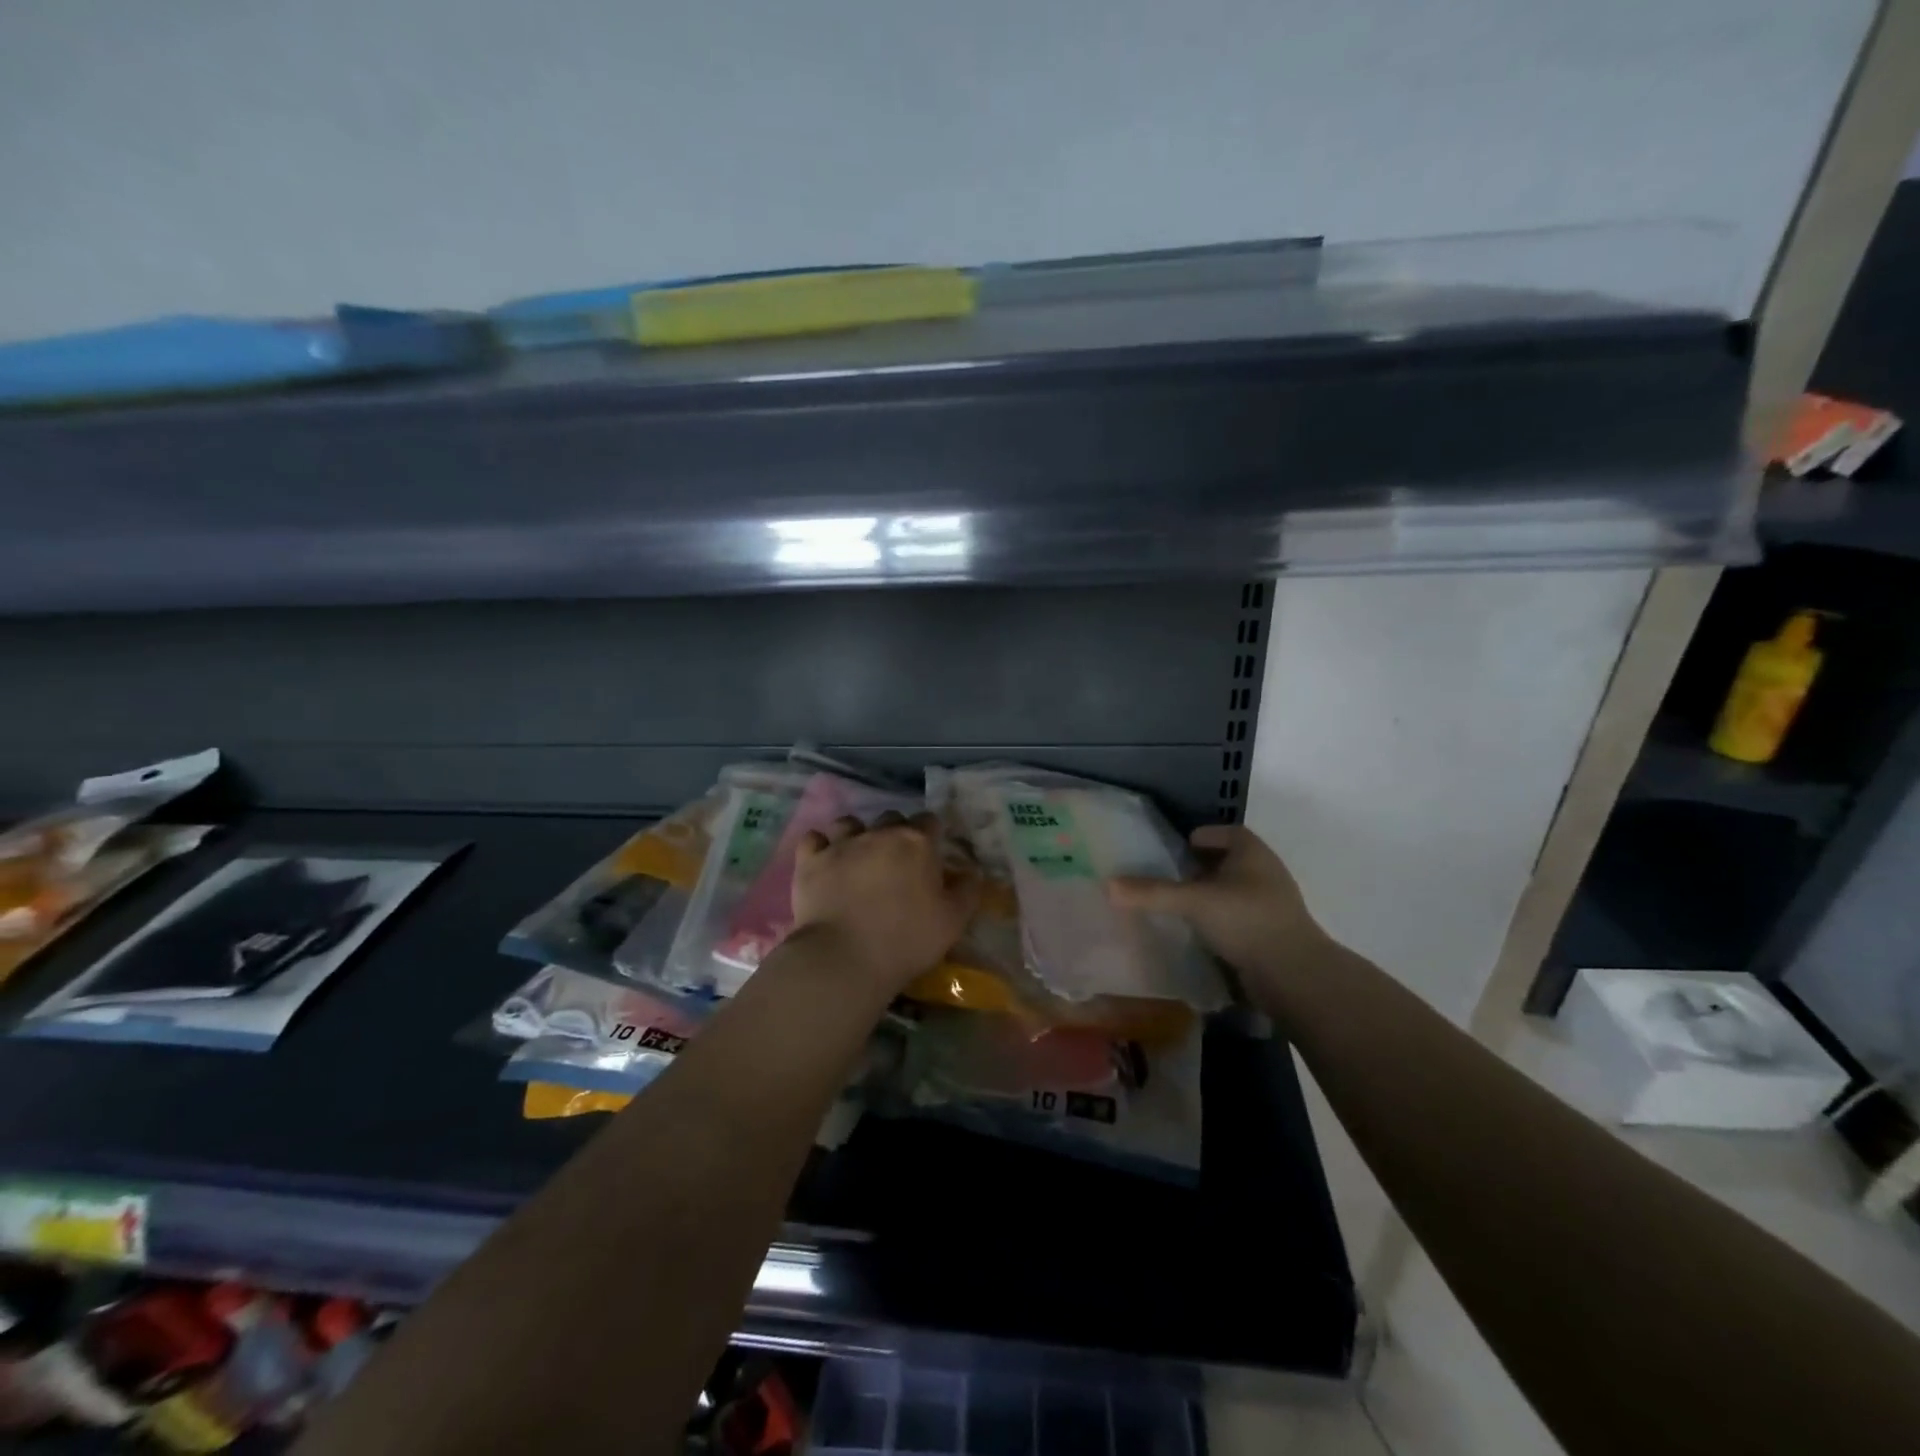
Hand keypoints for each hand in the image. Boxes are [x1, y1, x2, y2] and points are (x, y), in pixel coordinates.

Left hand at [790, 811, 979, 993]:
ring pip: (850, 823)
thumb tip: (971, 871)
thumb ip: (967, 890)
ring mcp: (841, 844)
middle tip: (897, 864)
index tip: (931, 856)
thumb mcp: (953, 921)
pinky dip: (820, 846)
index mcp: (917, 843)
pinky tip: (824, 861)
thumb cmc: (907, 940)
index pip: (929, 821)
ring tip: (858, 859)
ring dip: (857, 835)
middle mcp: (879, 833)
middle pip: (891, 818)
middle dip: (895, 833)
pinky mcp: (810, 861)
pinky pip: (813, 839)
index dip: (932, 836)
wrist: (845, 958)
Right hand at [1108, 824, 1331, 986]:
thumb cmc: (1245, 920)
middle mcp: (1265, 873)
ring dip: (1210, 896)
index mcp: (1253, 853)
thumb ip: (1152, 893)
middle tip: (1171, 875)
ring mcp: (1271, 906)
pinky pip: (1238, 918)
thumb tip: (1107, 885)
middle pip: (1230, 862)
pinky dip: (1219, 920)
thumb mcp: (1193, 901)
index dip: (1204, 836)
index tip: (1179, 847)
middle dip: (1202, 867)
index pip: (1228, 833)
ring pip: (1234, 892)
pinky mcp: (1271, 935)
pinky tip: (1198, 933)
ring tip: (1179, 905)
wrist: (1293, 974)